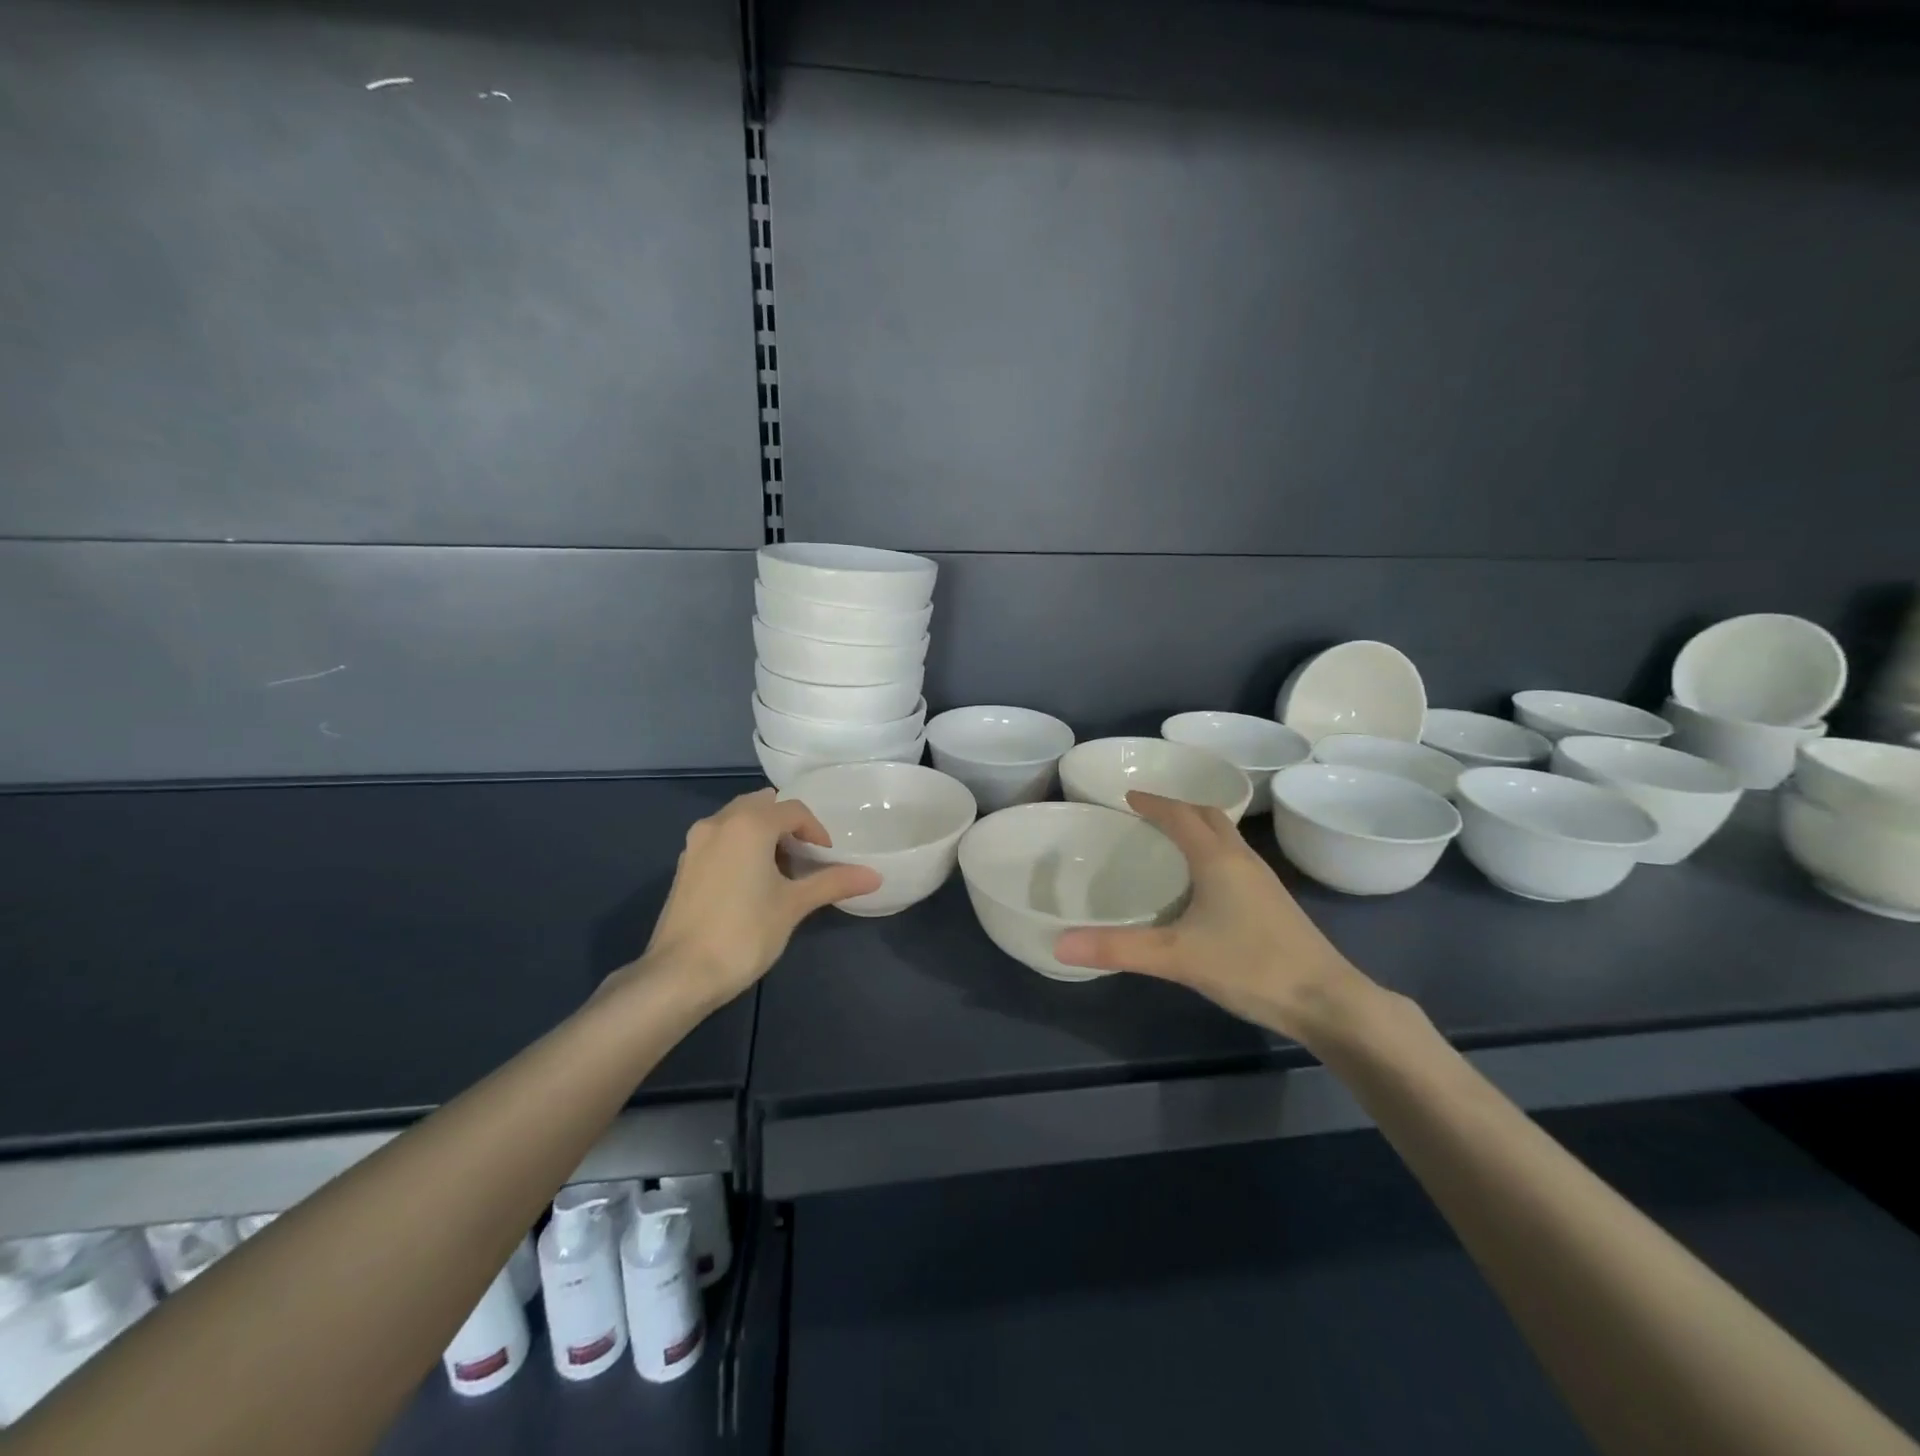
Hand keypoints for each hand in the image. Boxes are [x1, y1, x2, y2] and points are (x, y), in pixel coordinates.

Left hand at [619, 789, 879, 1011]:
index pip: (793, 810)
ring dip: (763, 835)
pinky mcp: (684, 865)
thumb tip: (875, 876)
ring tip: (781, 871)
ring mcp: (696, 843)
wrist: (679, 975)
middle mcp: (719, 822)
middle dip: (787, 826)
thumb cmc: (743, 933)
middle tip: (805, 858)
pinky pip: (721, 839)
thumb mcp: (794, 906)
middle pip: (763, 806)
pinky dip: (741, 847)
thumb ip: (833, 883)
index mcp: (748, 824)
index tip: (827, 859)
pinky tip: (751, 883)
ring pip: (738, 820)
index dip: (817, 831)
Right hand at [1053, 791, 1370, 1041]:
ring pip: (1226, 837)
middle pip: (1208, 816)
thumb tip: (1060, 944)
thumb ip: (1118, 948)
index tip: (1127, 796)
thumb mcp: (1176, 957)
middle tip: (1147, 814)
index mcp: (1217, 859)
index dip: (1153, 803)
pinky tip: (1203, 883)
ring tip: (1170, 841)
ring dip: (1198, 828)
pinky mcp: (1274, 903)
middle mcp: (1242, 860)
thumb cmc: (1250, 966)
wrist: (1327, 1000)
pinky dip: (1212, 853)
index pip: (1180, 815)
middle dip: (1177, 807)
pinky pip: (1236, 859)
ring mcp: (1263, 881)